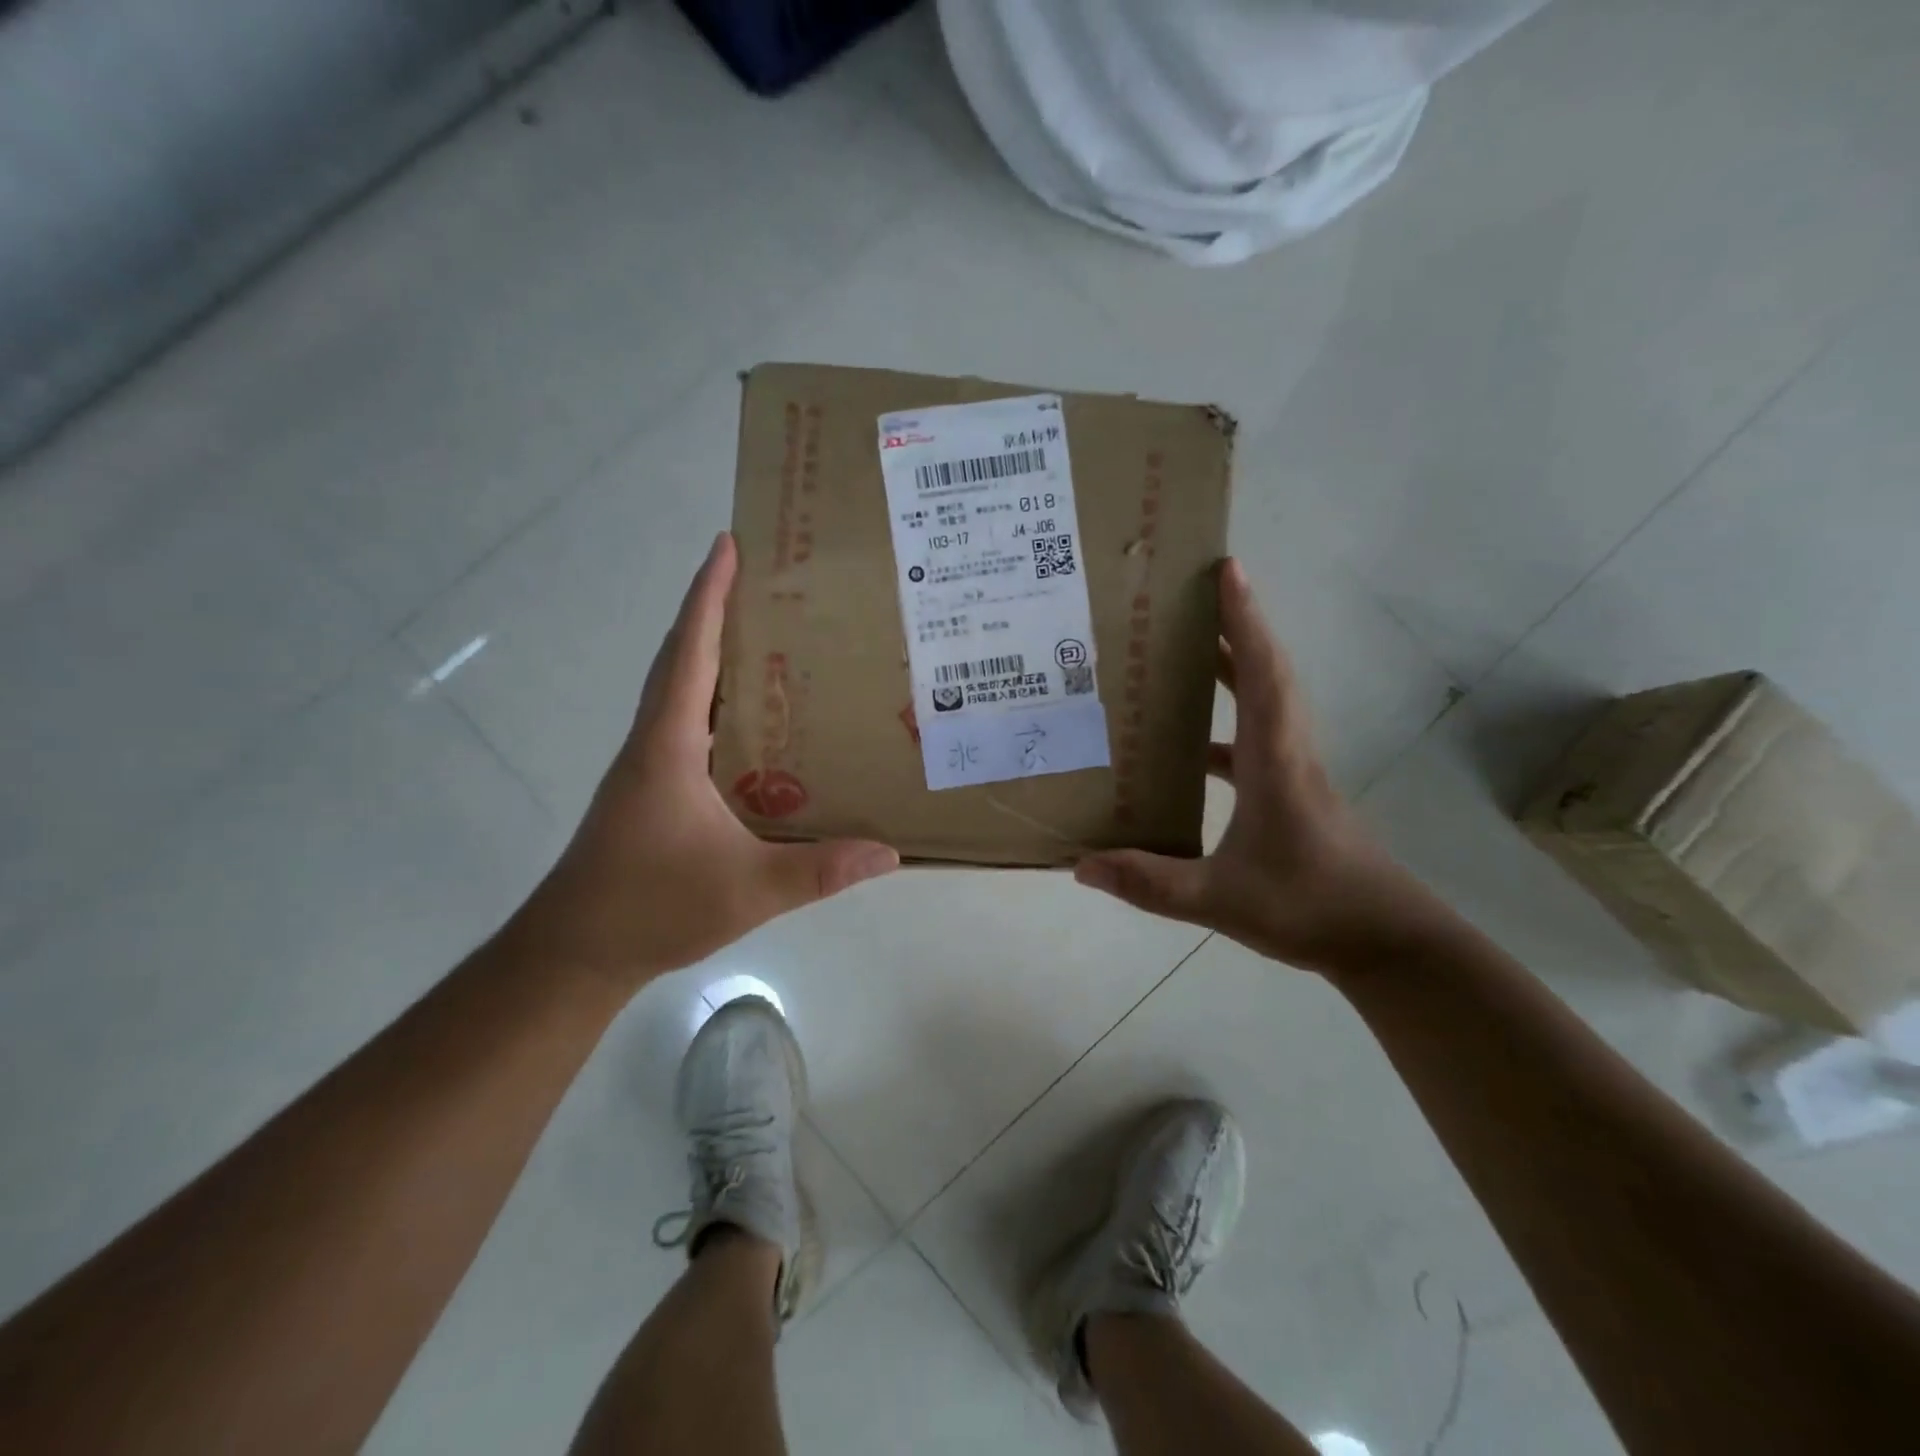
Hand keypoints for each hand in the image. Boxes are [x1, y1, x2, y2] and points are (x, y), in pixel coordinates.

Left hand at [508, 533, 898, 996]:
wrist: (573, 952)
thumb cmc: (650, 907)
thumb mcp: (747, 890)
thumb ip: (820, 870)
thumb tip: (890, 852)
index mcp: (668, 746)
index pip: (691, 653)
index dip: (708, 595)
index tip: (727, 544)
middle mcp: (652, 743)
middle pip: (682, 659)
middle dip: (714, 611)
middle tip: (763, 582)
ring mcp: (646, 767)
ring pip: (680, 692)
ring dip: (712, 655)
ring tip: (766, 638)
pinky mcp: (650, 790)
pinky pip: (685, 725)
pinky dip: (713, 701)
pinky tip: (751, 722)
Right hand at [1074, 558, 1420, 974]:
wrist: (1387, 942)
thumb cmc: (1310, 907)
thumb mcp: (1219, 899)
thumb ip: (1149, 882)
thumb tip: (1080, 866)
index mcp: (1275, 760)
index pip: (1261, 673)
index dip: (1244, 620)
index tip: (1227, 570)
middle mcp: (1289, 753)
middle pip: (1266, 672)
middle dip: (1235, 627)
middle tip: (1193, 596)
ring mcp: (1295, 773)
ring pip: (1266, 702)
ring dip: (1235, 669)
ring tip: (1187, 653)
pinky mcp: (1294, 794)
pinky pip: (1258, 741)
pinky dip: (1228, 726)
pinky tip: (1192, 750)